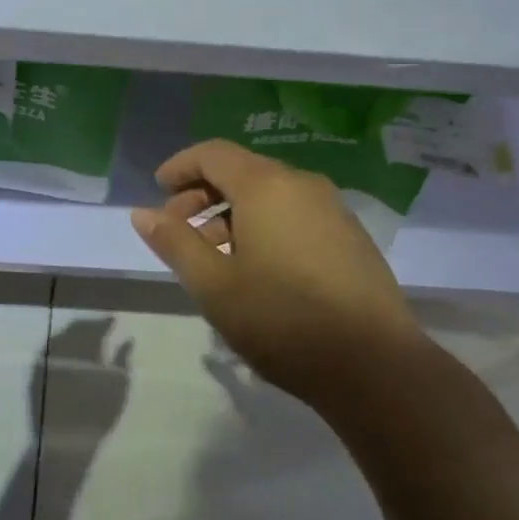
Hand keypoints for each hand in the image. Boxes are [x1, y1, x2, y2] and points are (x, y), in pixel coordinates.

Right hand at [130, 140, 420, 401]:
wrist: (376, 365)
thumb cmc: (282, 319)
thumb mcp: (214, 285)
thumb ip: (175, 243)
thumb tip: (142, 213)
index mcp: (266, 185)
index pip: (213, 154)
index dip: (180, 166)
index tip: (158, 190)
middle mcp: (302, 184)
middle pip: (242, 171)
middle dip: (202, 195)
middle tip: (177, 231)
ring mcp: (333, 209)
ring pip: (270, 195)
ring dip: (232, 214)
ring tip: (213, 257)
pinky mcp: (351, 237)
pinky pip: (295, 214)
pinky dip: (265, 226)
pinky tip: (257, 269)